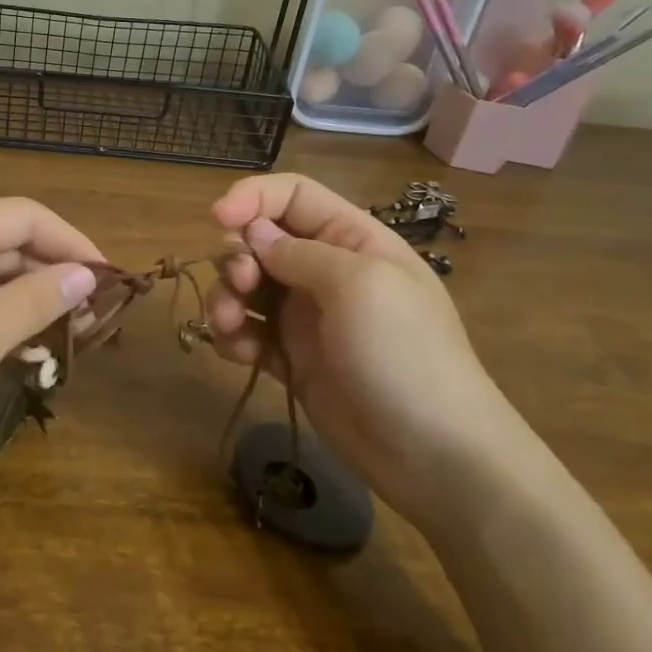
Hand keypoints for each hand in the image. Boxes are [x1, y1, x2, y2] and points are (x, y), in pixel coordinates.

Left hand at [0, 199, 102, 467]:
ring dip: (25, 304)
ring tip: (65, 341)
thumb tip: (84, 275)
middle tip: (92, 322)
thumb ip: (35, 300)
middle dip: (51, 277)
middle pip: (5, 245)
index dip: (73, 243)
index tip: (109, 282)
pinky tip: (17, 352)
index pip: (26, 217)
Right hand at [205, 173, 532, 529]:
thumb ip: (299, 253)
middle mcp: (326, 271)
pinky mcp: (291, 358)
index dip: (252, 198)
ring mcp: (307, 317)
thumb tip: (254, 235)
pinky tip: (240, 356)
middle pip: (260, 241)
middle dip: (236, 257)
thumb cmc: (404, 356)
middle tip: (239, 286)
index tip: (218, 219)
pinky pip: (248, 332)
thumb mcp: (360, 286)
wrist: (434, 456)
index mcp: (352, 240)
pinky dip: (234, 337)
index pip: (293, 196)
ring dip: (225, 299)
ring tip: (226, 326)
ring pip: (246, 287)